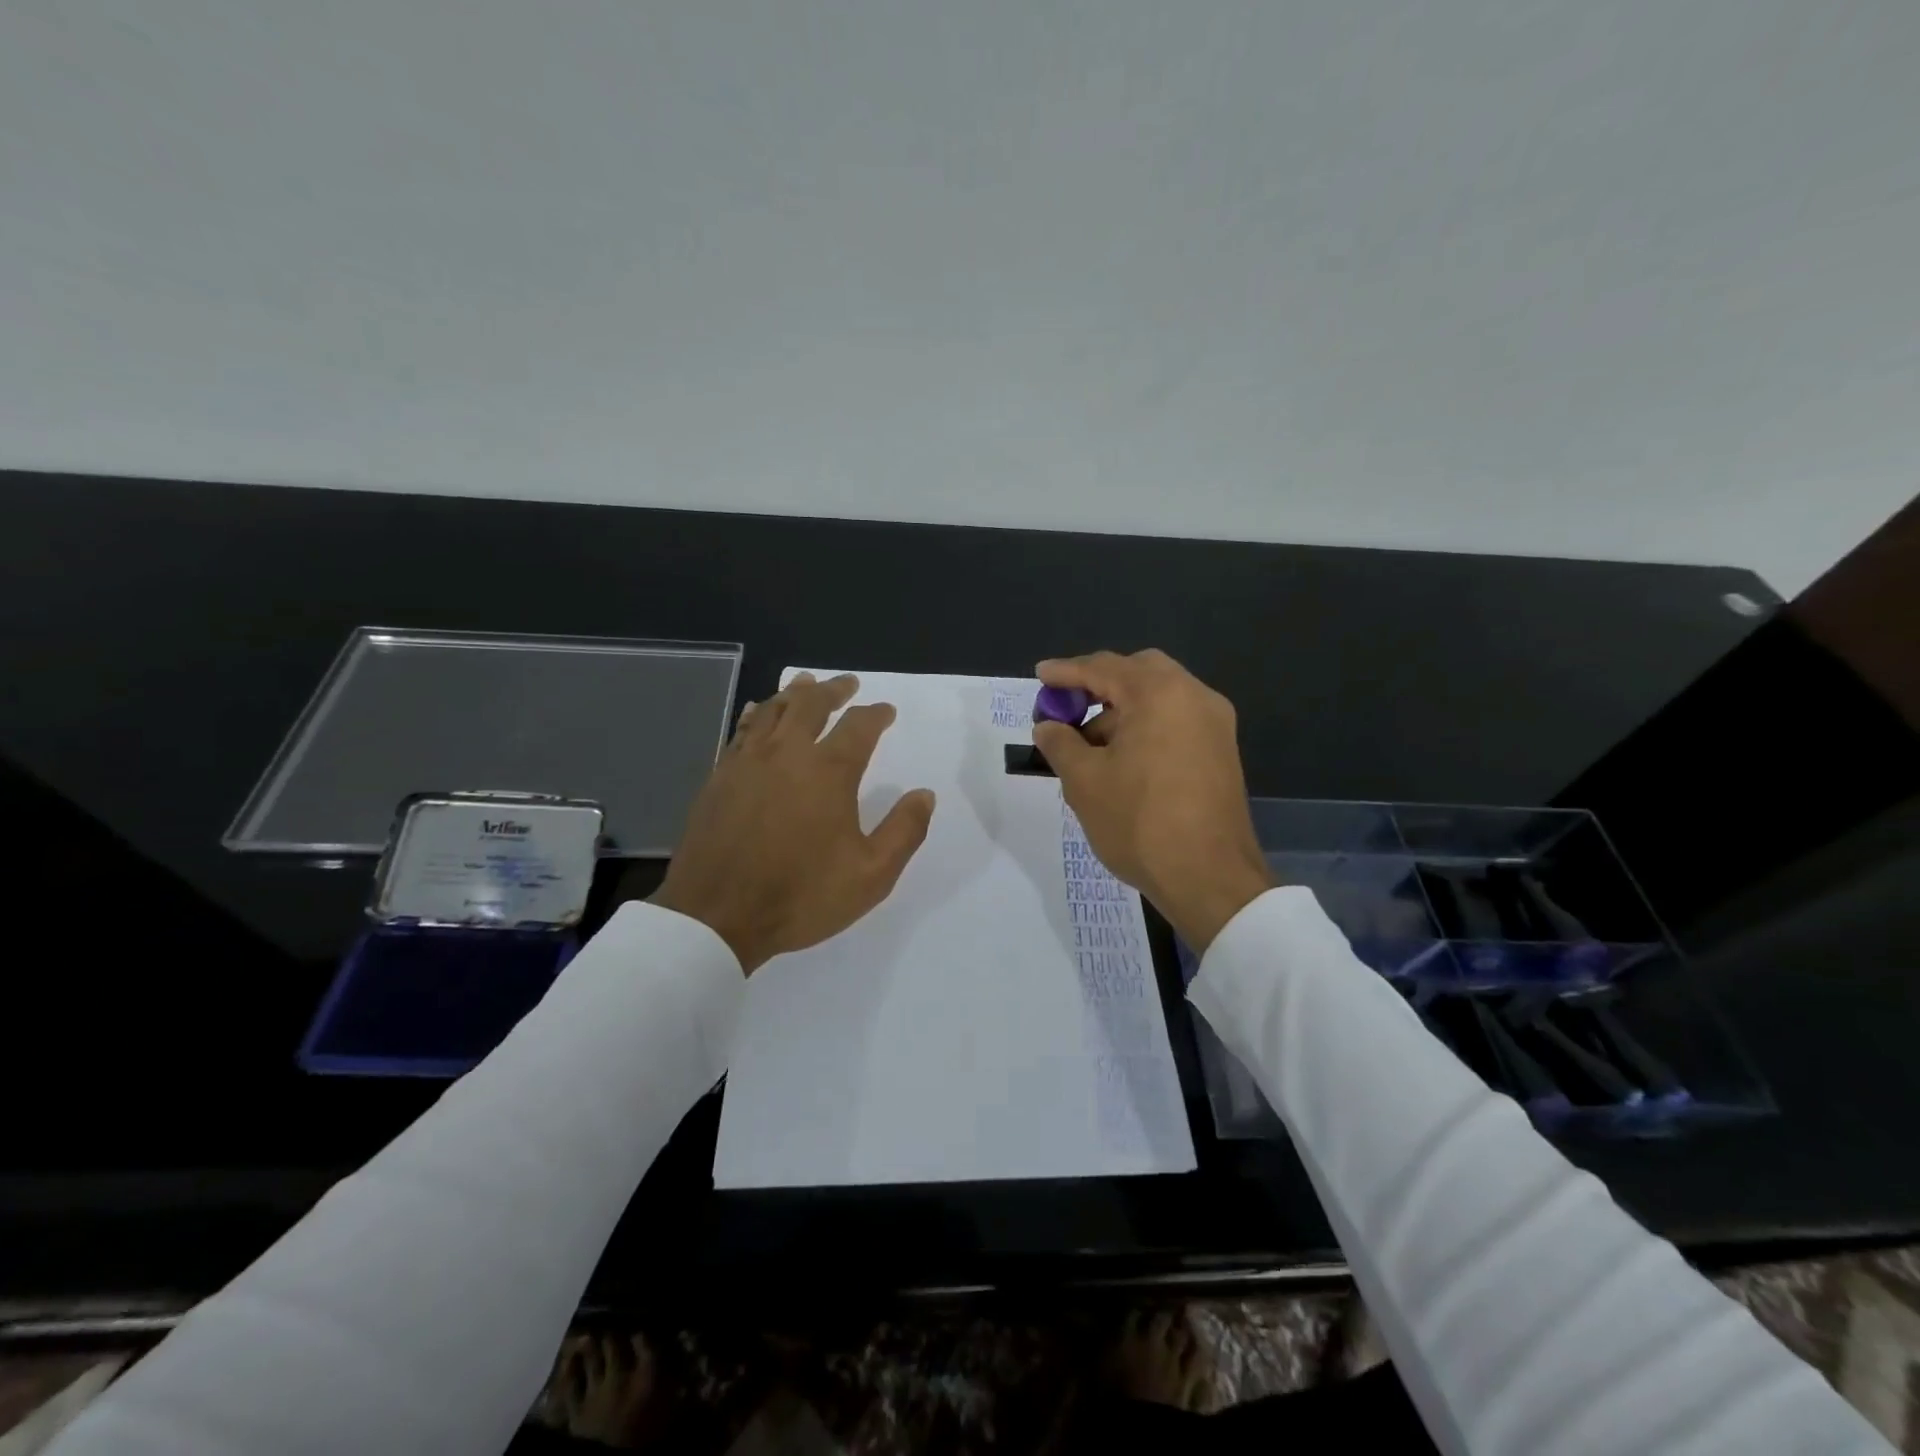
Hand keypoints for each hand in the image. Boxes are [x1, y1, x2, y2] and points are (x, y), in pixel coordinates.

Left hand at [651, 673, 936, 974]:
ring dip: (794, 693)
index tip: (886, 711)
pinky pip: (742, 730)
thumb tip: (925, 795)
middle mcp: (788, 753)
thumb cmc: (801, 895)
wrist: (717, 915)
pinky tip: (757, 712)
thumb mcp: (872, 874)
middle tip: (847, 684)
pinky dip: (756, 713)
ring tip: (806, 683)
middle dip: (833, 690)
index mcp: (829, 772)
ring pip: (772, 710)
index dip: (876, 714)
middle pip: (811, 704)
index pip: (859, 726)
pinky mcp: (720, 776)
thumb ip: (904, 831)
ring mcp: (748, 762)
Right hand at [1033, 650, 1273, 951]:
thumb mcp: (1084, 781)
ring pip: (1160, 697)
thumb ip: (1060, 743)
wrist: (1210, 878)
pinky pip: (1176, 720)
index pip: (1104, 668)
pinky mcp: (1221, 751)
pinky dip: (1146, 726)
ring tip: (1089, 747)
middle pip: (1139, 673)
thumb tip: (1048, 727)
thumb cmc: (1139, 822)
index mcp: (1160, 694)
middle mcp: (1194, 697)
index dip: (1067, 672)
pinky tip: (1122, 760)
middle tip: (1069, 707)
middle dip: (1100, 685)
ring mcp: (1215, 724)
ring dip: (1122, 710)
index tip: (1041, 675)